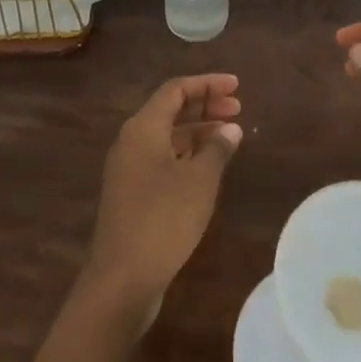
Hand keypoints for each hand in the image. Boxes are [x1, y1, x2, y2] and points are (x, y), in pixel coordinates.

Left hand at [81, 74, 242, 324]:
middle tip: (238, 108)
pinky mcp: (133, 193)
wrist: (122, 277)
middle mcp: (131, 141)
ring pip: (167, 136)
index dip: (207, 84)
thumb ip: (217, 149)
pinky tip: (210, 166)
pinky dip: (188, 154)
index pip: (175, 90)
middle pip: (170, 110)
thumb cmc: (164, 219)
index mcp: (143, 128)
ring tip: (230, 136)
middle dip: (204, 105)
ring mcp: (129, 169)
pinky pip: (163, 158)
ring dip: (198, 131)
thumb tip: (230, 128)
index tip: (237, 86)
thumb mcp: (200, 181)